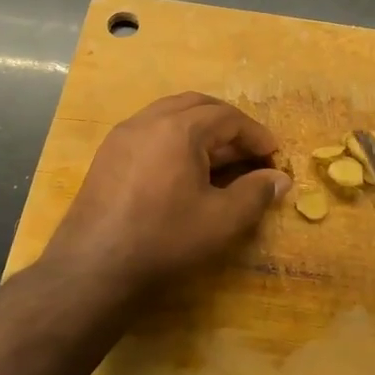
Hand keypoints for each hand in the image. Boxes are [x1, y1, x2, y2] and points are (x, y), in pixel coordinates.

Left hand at [47, 93, 291, 296]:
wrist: (93, 269)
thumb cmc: (164, 239)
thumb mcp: (222, 220)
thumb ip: (256, 194)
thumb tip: (281, 180)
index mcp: (178, 128)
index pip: (227, 117)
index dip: (256, 134)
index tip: (274, 155)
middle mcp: (148, 120)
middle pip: (197, 105)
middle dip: (228, 123)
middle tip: (249, 149)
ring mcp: (122, 136)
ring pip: (170, 114)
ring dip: (200, 128)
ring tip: (220, 157)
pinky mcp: (107, 156)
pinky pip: (149, 131)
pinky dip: (175, 138)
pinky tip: (184, 169)